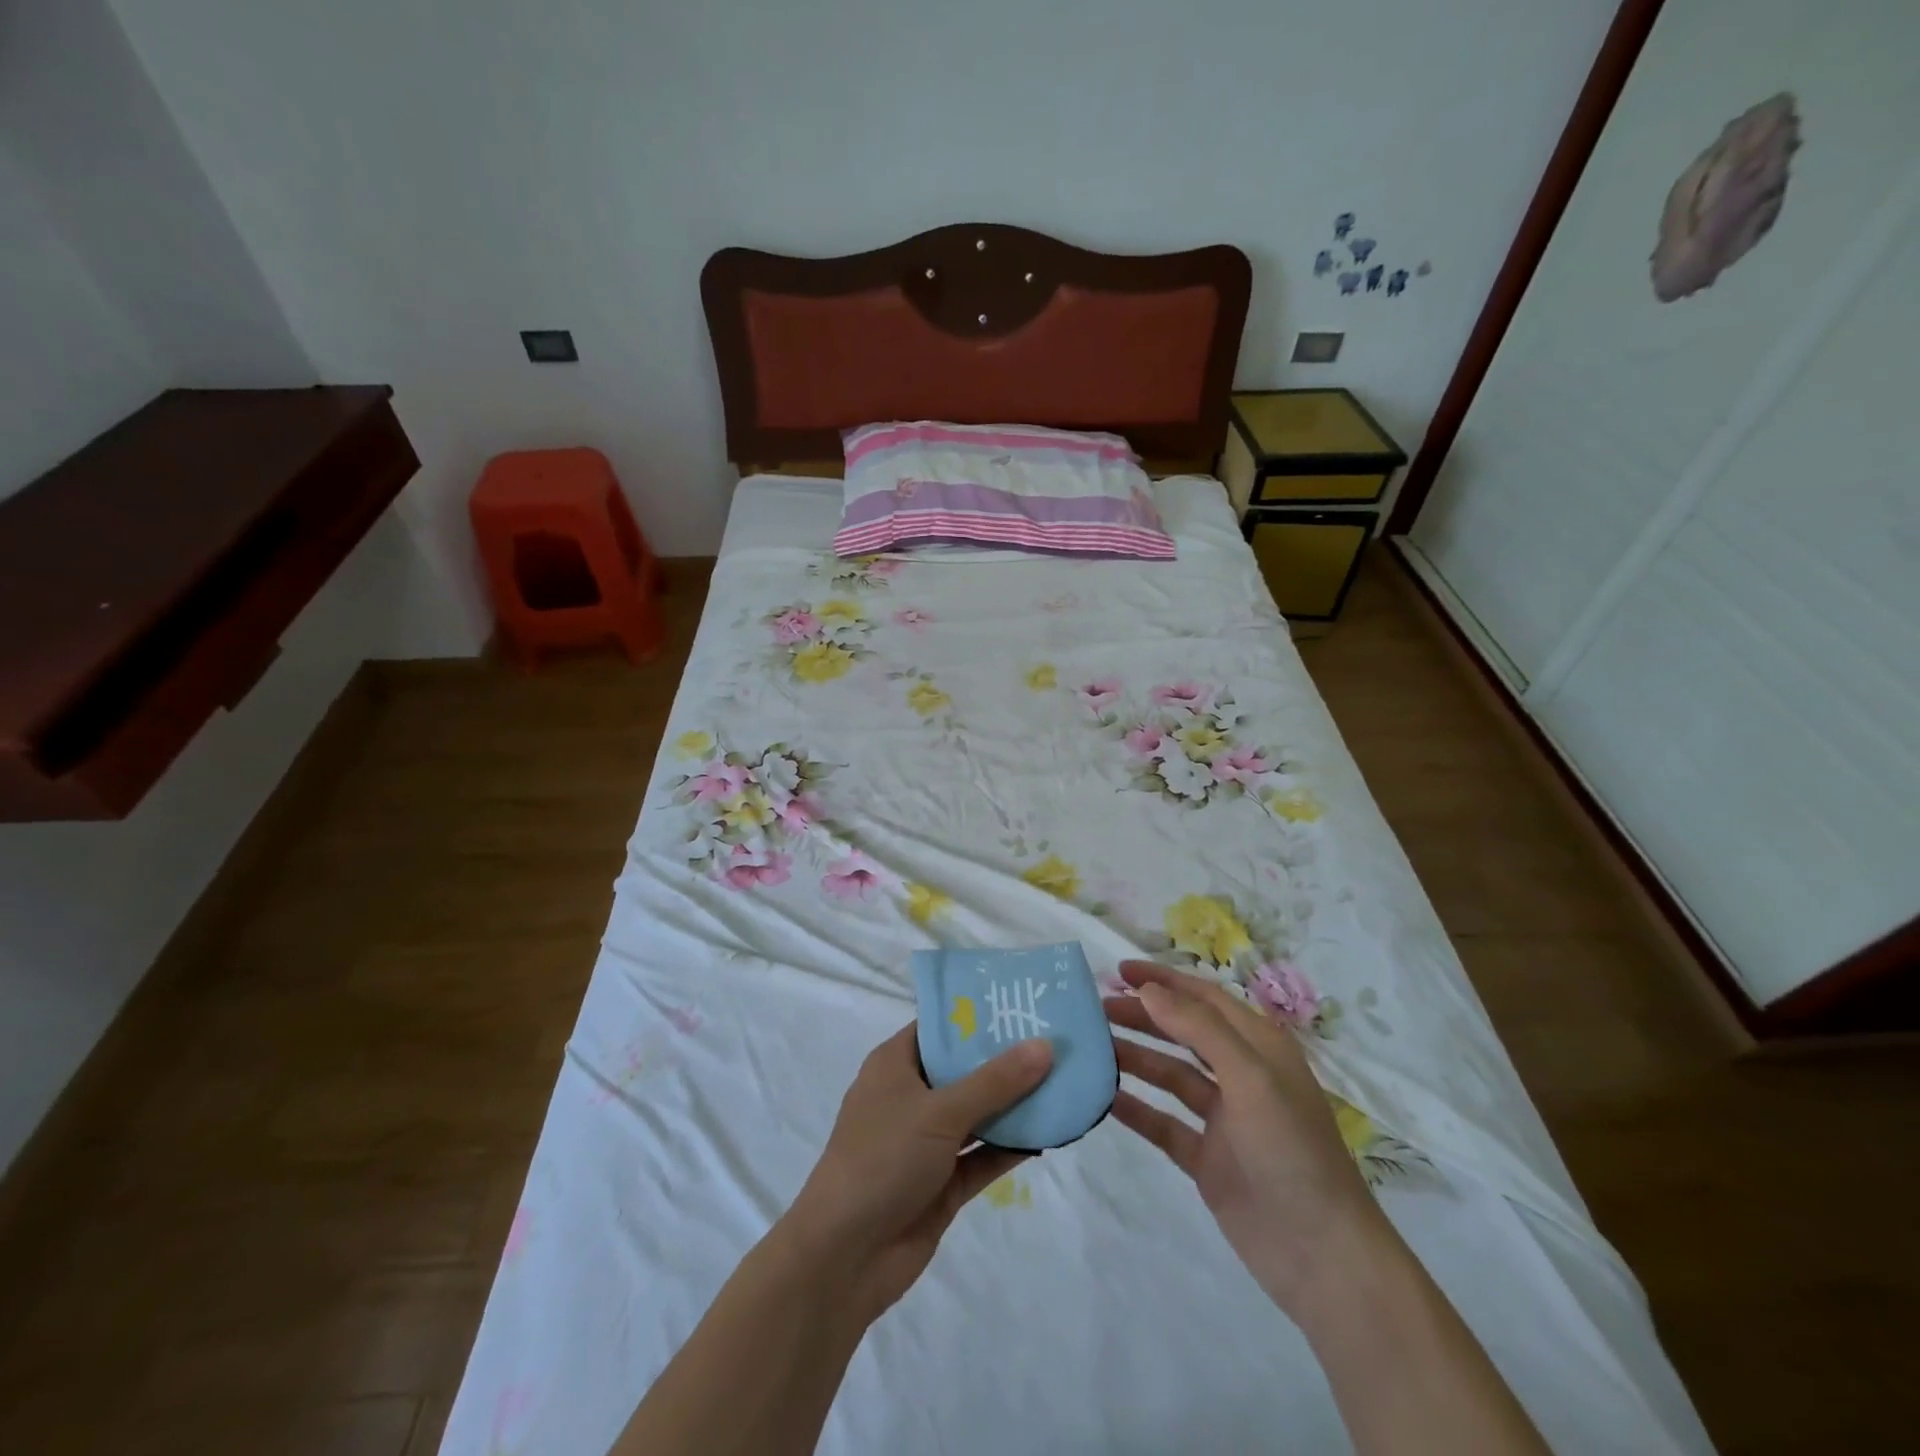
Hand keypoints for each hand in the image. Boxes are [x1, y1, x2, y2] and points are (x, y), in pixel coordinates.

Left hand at [784, 1024, 1051, 1319]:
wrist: (845, 1257)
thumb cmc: (883, 1159)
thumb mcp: (940, 1111)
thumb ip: (995, 1081)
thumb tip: (1045, 1045)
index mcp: (896, 1064)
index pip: (941, 1027)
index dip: (978, 1014)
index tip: (1023, 1002)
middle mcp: (911, 1096)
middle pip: (964, 1069)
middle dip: (1006, 1058)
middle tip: (1057, 1038)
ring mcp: (927, 1142)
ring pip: (978, 1113)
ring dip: (1015, 1104)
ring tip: (1064, 1080)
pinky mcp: (942, 1182)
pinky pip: (983, 1155)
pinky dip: (1011, 1146)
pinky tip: (1050, 1133)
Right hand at [1106, 960, 1389, 1314]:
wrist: (1322, 1257)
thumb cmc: (1291, 1151)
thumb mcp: (1250, 1078)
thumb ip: (1199, 1028)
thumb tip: (1150, 989)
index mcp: (1259, 1047)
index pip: (1204, 998)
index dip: (1163, 980)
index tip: (1118, 971)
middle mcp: (1240, 1075)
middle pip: (1183, 1032)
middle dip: (1142, 1016)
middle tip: (1095, 1009)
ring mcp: (1223, 1119)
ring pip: (1170, 1075)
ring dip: (1134, 1058)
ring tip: (1091, 1047)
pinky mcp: (1207, 1158)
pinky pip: (1163, 1122)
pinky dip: (1135, 1107)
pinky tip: (1103, 1098)